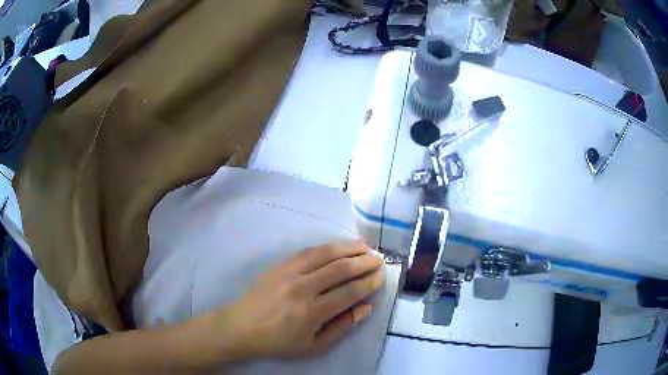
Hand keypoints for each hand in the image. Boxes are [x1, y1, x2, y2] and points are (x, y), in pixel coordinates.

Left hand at [210, 241, 384, 359]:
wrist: (241, 327)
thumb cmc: (279, 342)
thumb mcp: (313, 346)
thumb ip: (342, 327)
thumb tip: (365, 307)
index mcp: (312, 312)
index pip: (350, 292)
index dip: (370, 282)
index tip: (382, 276)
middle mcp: (303, 288)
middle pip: (341, 268)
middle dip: (364, 262)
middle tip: (379, 259)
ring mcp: (289, 273)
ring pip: (325, 254)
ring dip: (348, 248)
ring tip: (364, 247)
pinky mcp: (280, 265)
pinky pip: (307, 251)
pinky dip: (327, 247)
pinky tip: (337, 247)